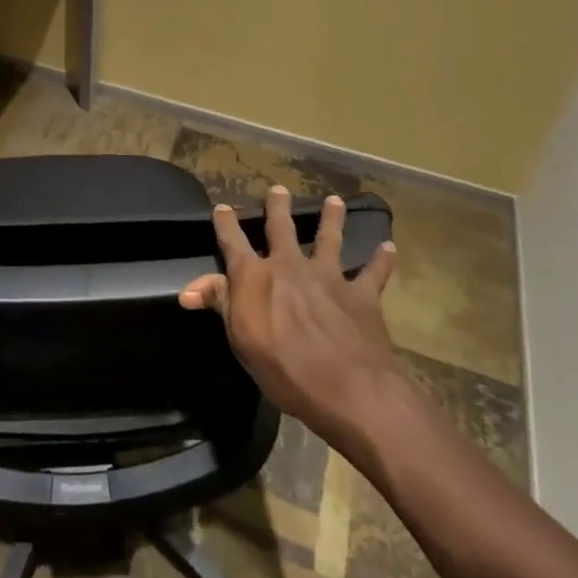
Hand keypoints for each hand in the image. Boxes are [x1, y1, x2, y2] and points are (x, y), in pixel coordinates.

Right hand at [180, 185, 400, 449]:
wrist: (349, 387)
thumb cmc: (284, 368)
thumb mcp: (241, 340)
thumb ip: (219, 305)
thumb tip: (188, 289)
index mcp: (256, 276)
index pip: (233, 242)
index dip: (226, 223)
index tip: (222, 207)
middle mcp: (290, 265)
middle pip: (282, 228)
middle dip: (278, 208)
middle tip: (279, 189)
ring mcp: (329, 277)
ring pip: (329, 239)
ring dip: (332, 218)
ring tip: (335, 201)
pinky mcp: (361, 295)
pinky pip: (373, 273)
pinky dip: (381, 260)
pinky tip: (389, 247)